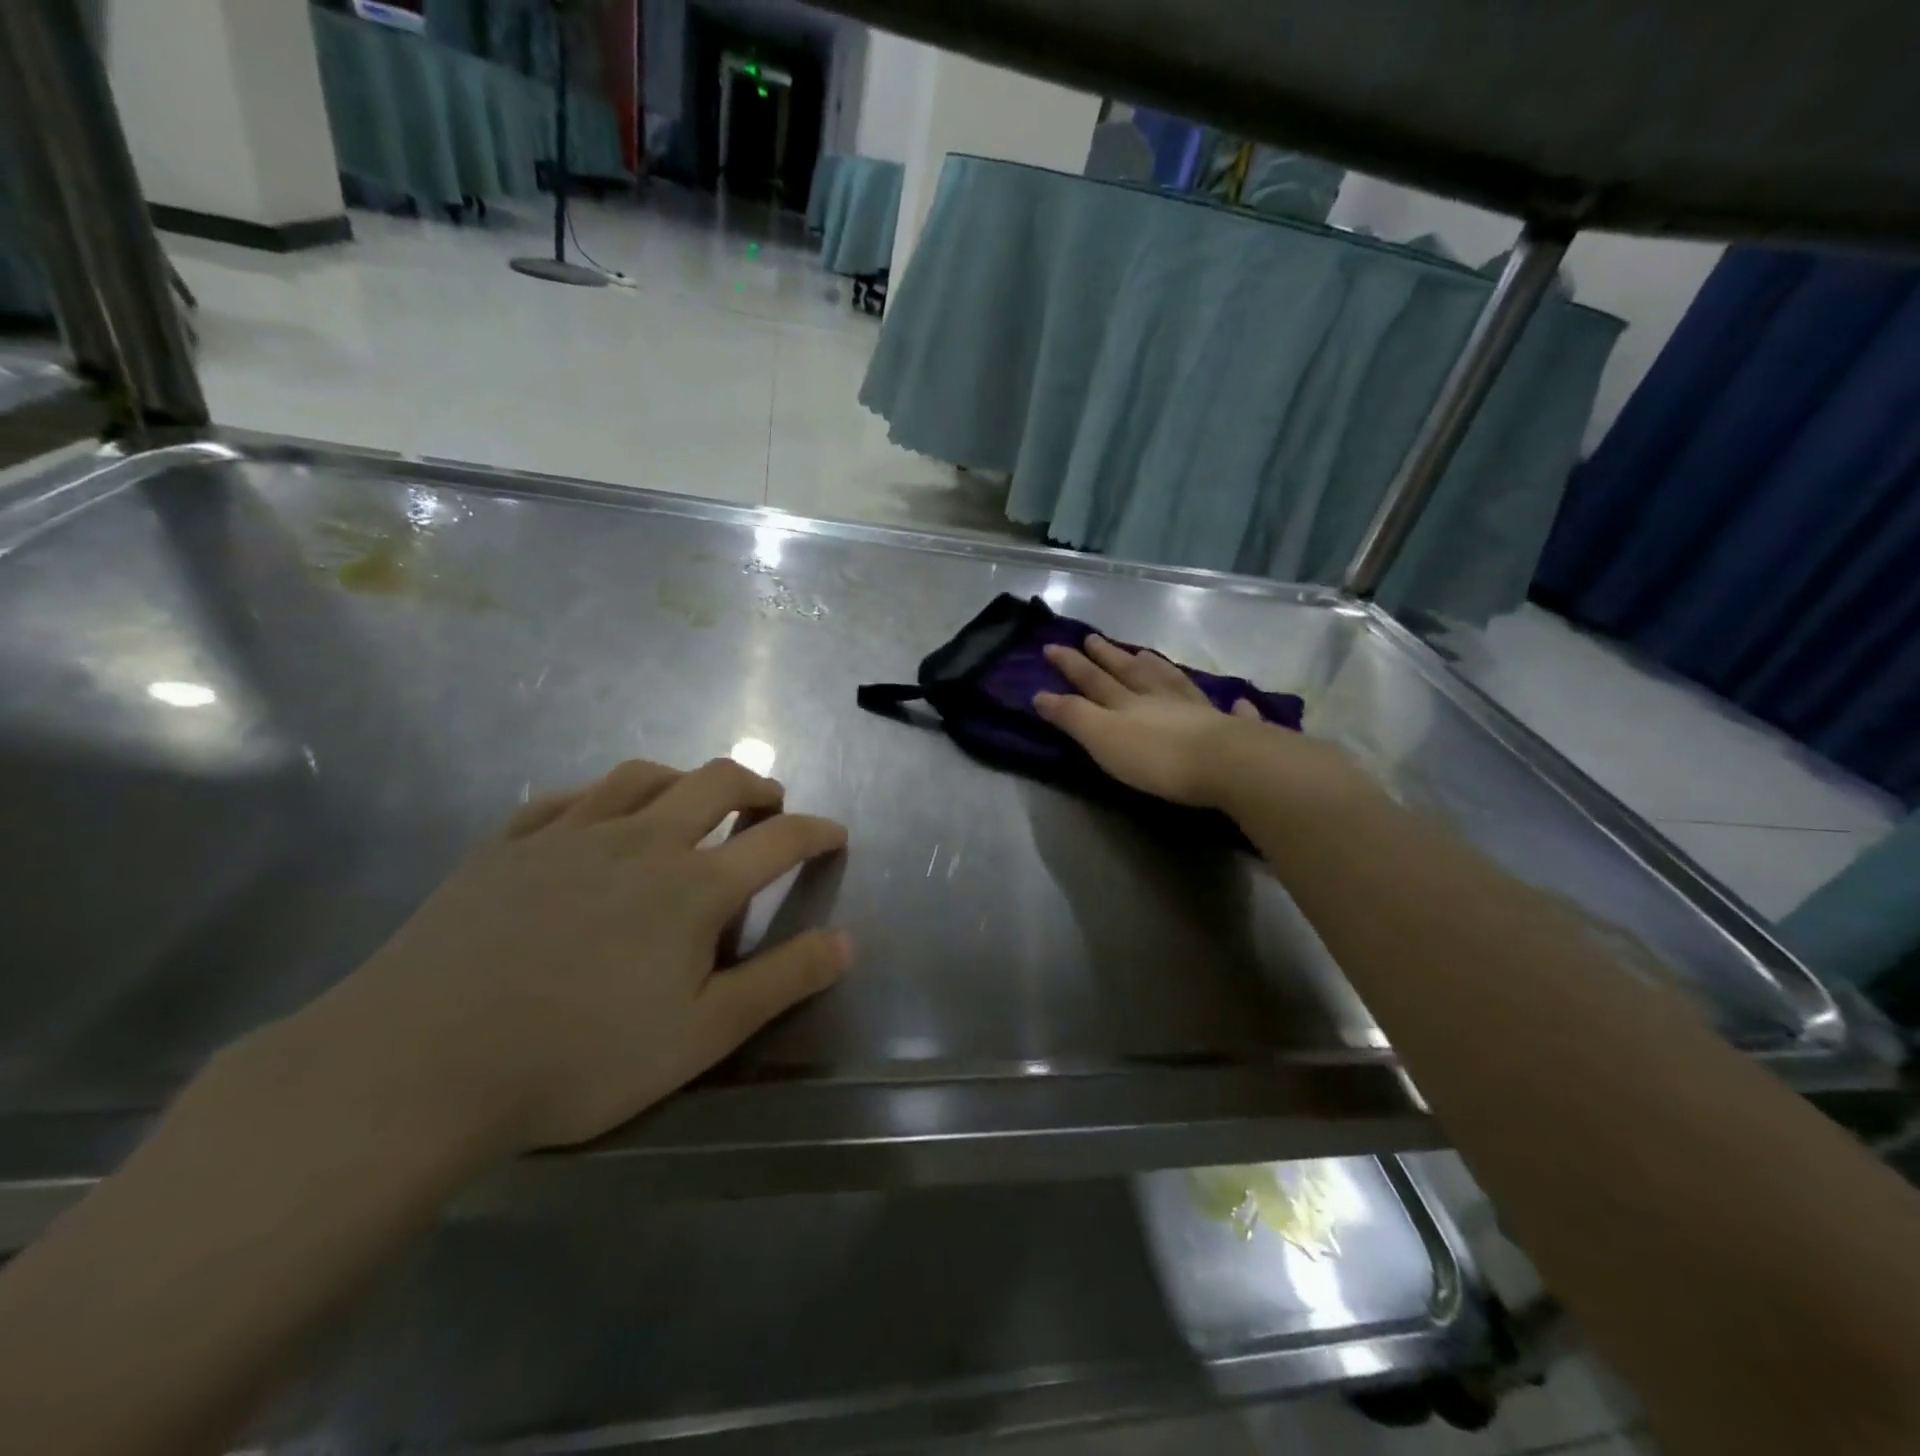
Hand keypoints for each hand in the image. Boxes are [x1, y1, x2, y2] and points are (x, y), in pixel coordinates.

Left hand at [297, 758, 850, 1153]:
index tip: (836, 834)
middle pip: (717, 782)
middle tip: (770, 805)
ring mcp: (570, 833)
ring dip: (684, 779)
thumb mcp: (702, 1035)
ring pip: (643, 776)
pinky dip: (603, 796)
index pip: (779, 840)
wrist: (420, 1065)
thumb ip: (782, 981)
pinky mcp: (509, 843)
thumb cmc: (580, 1058)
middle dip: (758, 786)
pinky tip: (598, 816)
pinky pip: (569, 796)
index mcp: (694, 885)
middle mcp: (641, 839)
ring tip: (692, 800)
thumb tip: (847, 941)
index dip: (818, 832)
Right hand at [1034, 635, 1351, 809]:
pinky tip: (1237, 702)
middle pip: (1131, 672)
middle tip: (1093, 638)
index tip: (1052, 647)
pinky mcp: (1231, 731)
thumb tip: (1040, 695)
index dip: (1071, 664)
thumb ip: (1073, 716)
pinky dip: (1230, 706)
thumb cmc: (1155, 757)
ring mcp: (1198, 711)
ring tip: (1146, 655)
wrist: (1225, 765)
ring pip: (1174, 682)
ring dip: (1158, 667)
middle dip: (1108, 656)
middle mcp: (1160, 698)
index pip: (1092, 679)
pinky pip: (1229, 712)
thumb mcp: (1102, 737)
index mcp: (1127, 702)